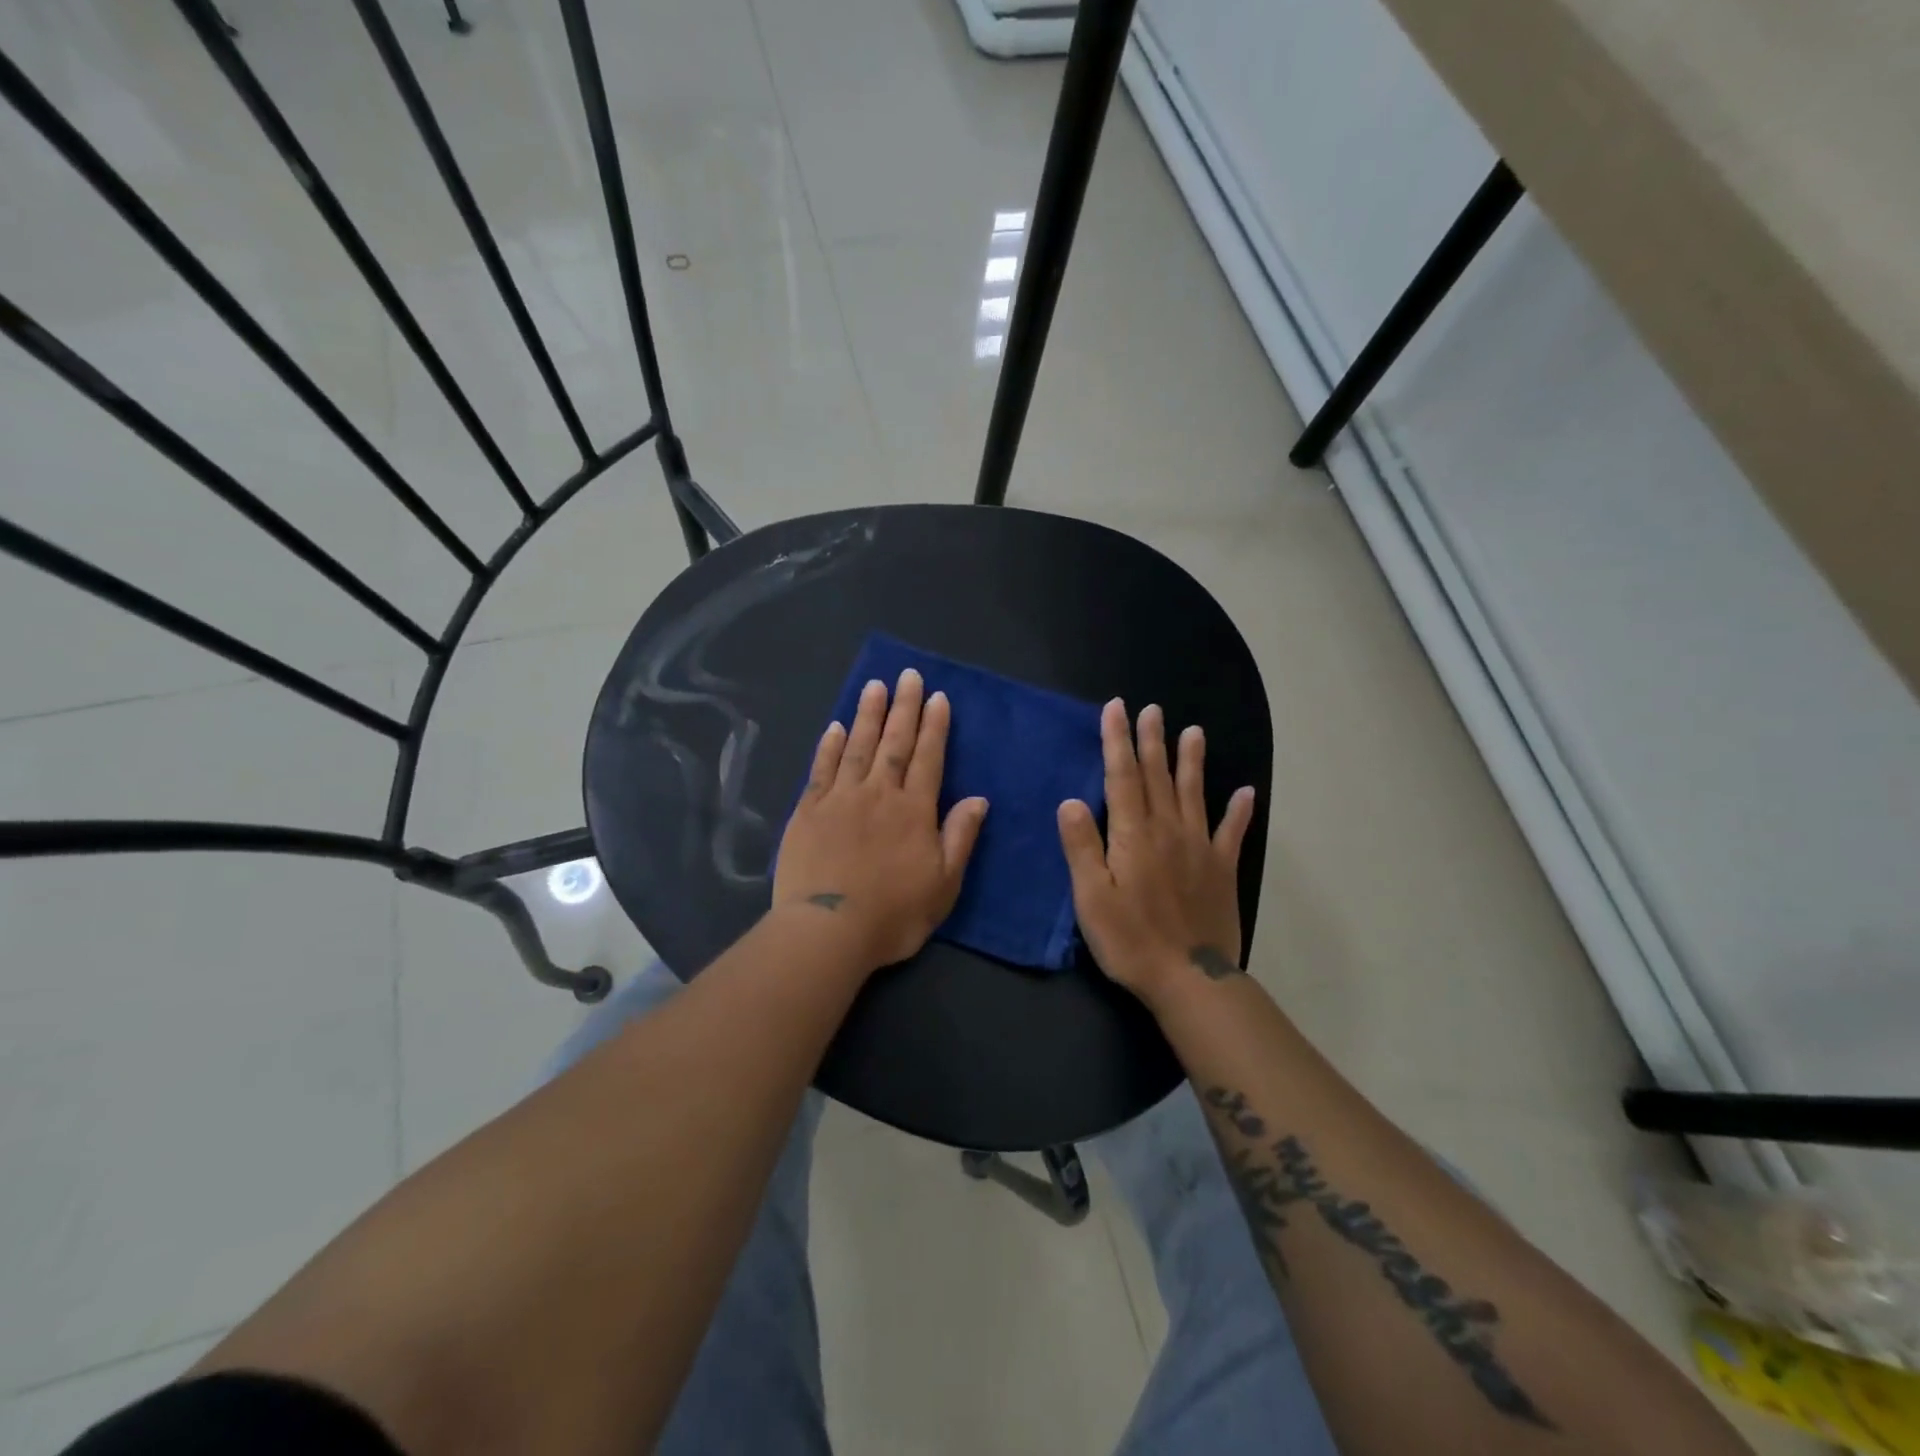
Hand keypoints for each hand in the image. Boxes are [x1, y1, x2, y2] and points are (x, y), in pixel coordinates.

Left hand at [774, 668, 988, 972]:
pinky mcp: (808, 811)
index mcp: (914, 810)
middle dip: (904, 707)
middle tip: (908, 675)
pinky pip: (821, 769)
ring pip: (857, 746)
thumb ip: (960, 837)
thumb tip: (978, 799)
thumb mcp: (943, 884)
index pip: (929, 758)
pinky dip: (829, 746)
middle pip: (894, 742)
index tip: (938, 697)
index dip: (935, 726)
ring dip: (867, 714)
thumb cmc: (894, 914)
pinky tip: (835, 727)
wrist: (828, 930)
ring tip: (875, 686)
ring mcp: (840, 798)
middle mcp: (879, 793)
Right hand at [1058, 700, 1255, 1007]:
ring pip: (1194, 793)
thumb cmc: (1130, 940)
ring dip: (1192, 761)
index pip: (1122, 777)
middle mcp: (1168, 831)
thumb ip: (1082, 847)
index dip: (1117, 741)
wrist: (1190, 979)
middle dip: (1151, 740)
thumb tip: (1071, 801)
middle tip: (1152, 709)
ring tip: (1194, 732)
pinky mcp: (1222, 869)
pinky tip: (1246, 792)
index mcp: (1133, 835)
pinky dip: (1239, 811)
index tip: (1116, 709)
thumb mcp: (1092, 897)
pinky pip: (1232, 832)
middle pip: (1158, 777)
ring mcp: (1200, 848)